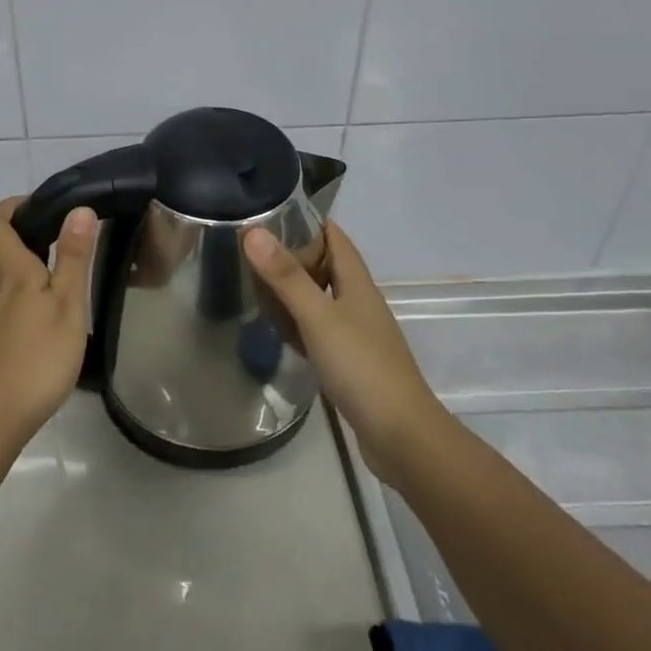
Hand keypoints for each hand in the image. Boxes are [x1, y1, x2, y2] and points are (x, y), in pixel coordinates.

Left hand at [0, 198, 96, 441]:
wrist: (1, 411)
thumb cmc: (40, 354)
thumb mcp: (67, 302)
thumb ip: (73, 255)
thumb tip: (79, 209)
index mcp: (10, 269)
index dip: (10, 206)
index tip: (41, 205)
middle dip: (10, 225)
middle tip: (46, 227)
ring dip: (9, 251)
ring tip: (45, 255)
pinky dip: (10, 278)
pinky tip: (36, 294)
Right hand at [244, 222, 442, 484]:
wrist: (402, 437)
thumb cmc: (362, 368)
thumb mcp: (318, 318)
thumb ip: (286, 277)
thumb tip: (253, 231)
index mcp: (357, 284)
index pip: (334, 237)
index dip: (307, 221)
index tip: (268, 212)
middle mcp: (359, 303)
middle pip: (326, 266)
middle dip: (293, 254)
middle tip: (249, 249)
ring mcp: (356, 334)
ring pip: (321, 298)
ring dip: (293, 288)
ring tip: (254, 283)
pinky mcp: (349, 362)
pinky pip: (318, 328)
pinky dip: (297, 321)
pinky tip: (277, 329)